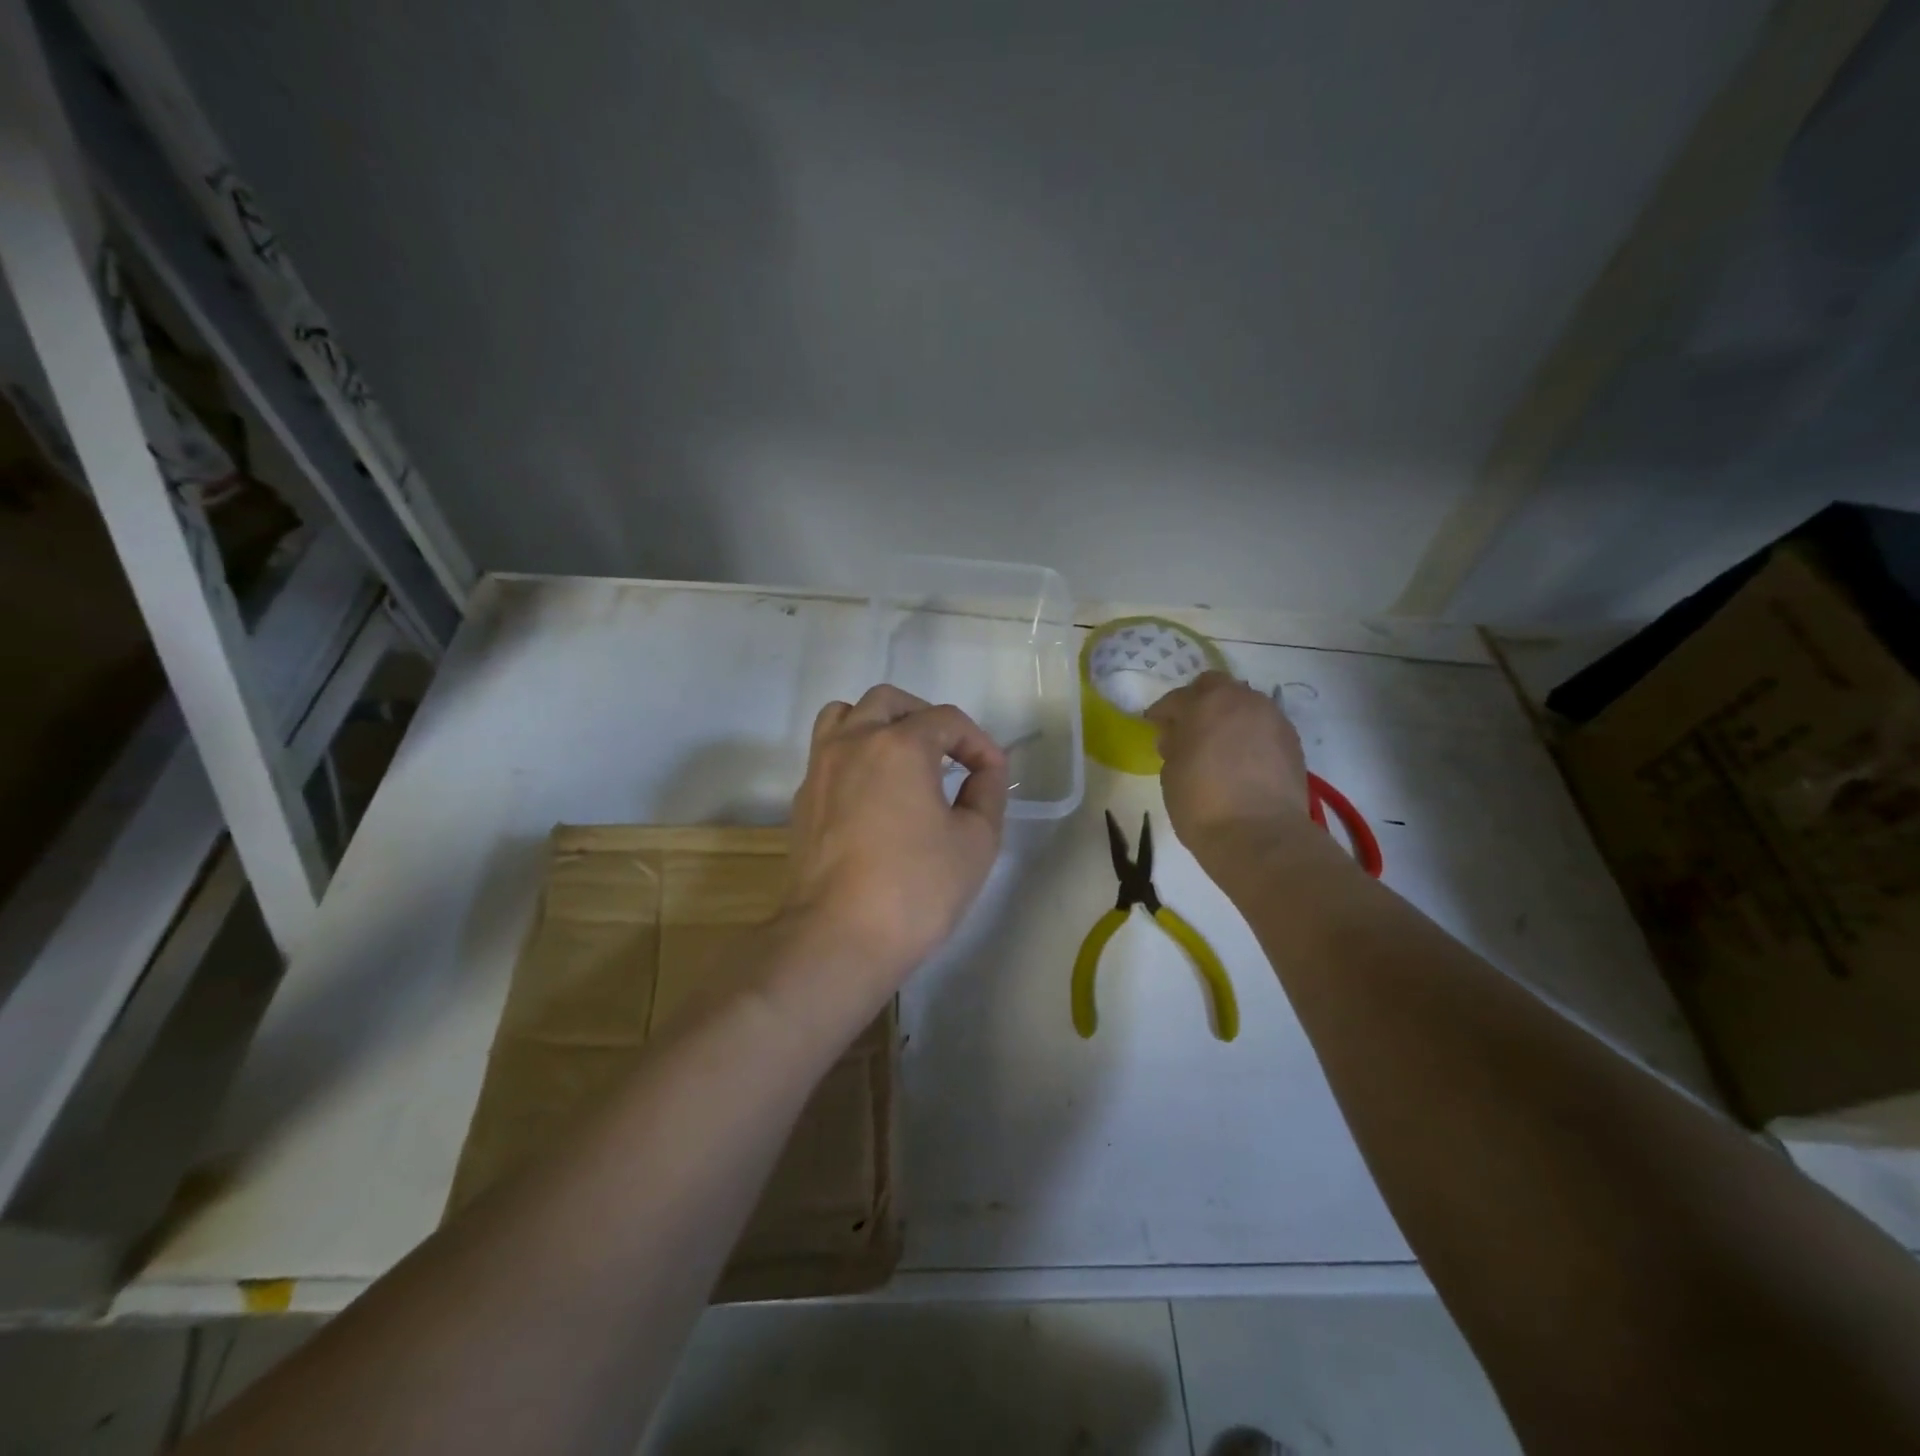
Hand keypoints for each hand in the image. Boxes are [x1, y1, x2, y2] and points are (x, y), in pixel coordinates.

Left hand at [783, 685, 1008, 986]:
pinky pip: (828, 753)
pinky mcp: (803, 799)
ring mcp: (820, 769)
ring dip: (879, 724)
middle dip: (926, 718)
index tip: (993, 775)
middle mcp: (853, 742)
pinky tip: (873, 793)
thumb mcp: (976, 842)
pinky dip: (854, 754)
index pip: (947, 720)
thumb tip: (984, 772)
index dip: (978, 742)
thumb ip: (988, 793)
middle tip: (949, 754)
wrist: (837, 937)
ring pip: (845, 716)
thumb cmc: (915, 888)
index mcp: (899, 745)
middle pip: (889, 702)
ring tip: (903, 758)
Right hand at [1146, 672, 1309, 857]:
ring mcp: (1272, 718)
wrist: (1259, 836)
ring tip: (1219, 744)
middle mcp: (1242, 700)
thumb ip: (1174, 745)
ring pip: (1245, 704)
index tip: (1154, 726)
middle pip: (1216, 687)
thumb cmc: (1201, 803)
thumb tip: (1179, 737)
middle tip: (1189, 728)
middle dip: (1200, 702)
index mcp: (1205, 703)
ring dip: (1229, 717)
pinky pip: (1264, 726)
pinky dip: (1251, 735)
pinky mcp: (1293, 741)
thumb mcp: (1171, 773)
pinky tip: (1243, 759)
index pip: (1176, 698)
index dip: (1162, 713)